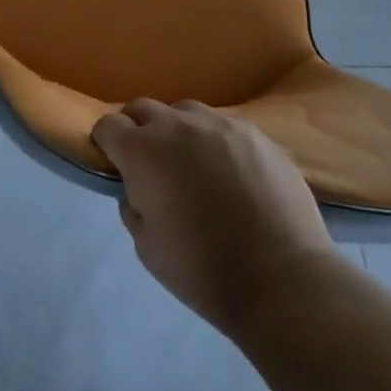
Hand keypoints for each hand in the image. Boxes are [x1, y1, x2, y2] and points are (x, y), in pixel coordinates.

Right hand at [92, 99, 336, 336]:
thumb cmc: (204, 271)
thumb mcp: (146, 248)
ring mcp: (220, 124)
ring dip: (178, 132)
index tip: (114, 163)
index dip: (106, 143)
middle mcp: (177, 126)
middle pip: (143, 109)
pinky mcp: (256, 133)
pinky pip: (223, 127)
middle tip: (150, 164)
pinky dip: (216, 143)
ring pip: (185, 113)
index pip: (108, 125)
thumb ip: (132, 205)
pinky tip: (231, 174)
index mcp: (143, 151)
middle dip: (138, 130)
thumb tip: (137, 188)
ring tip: (193, 165)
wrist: (283, 282)